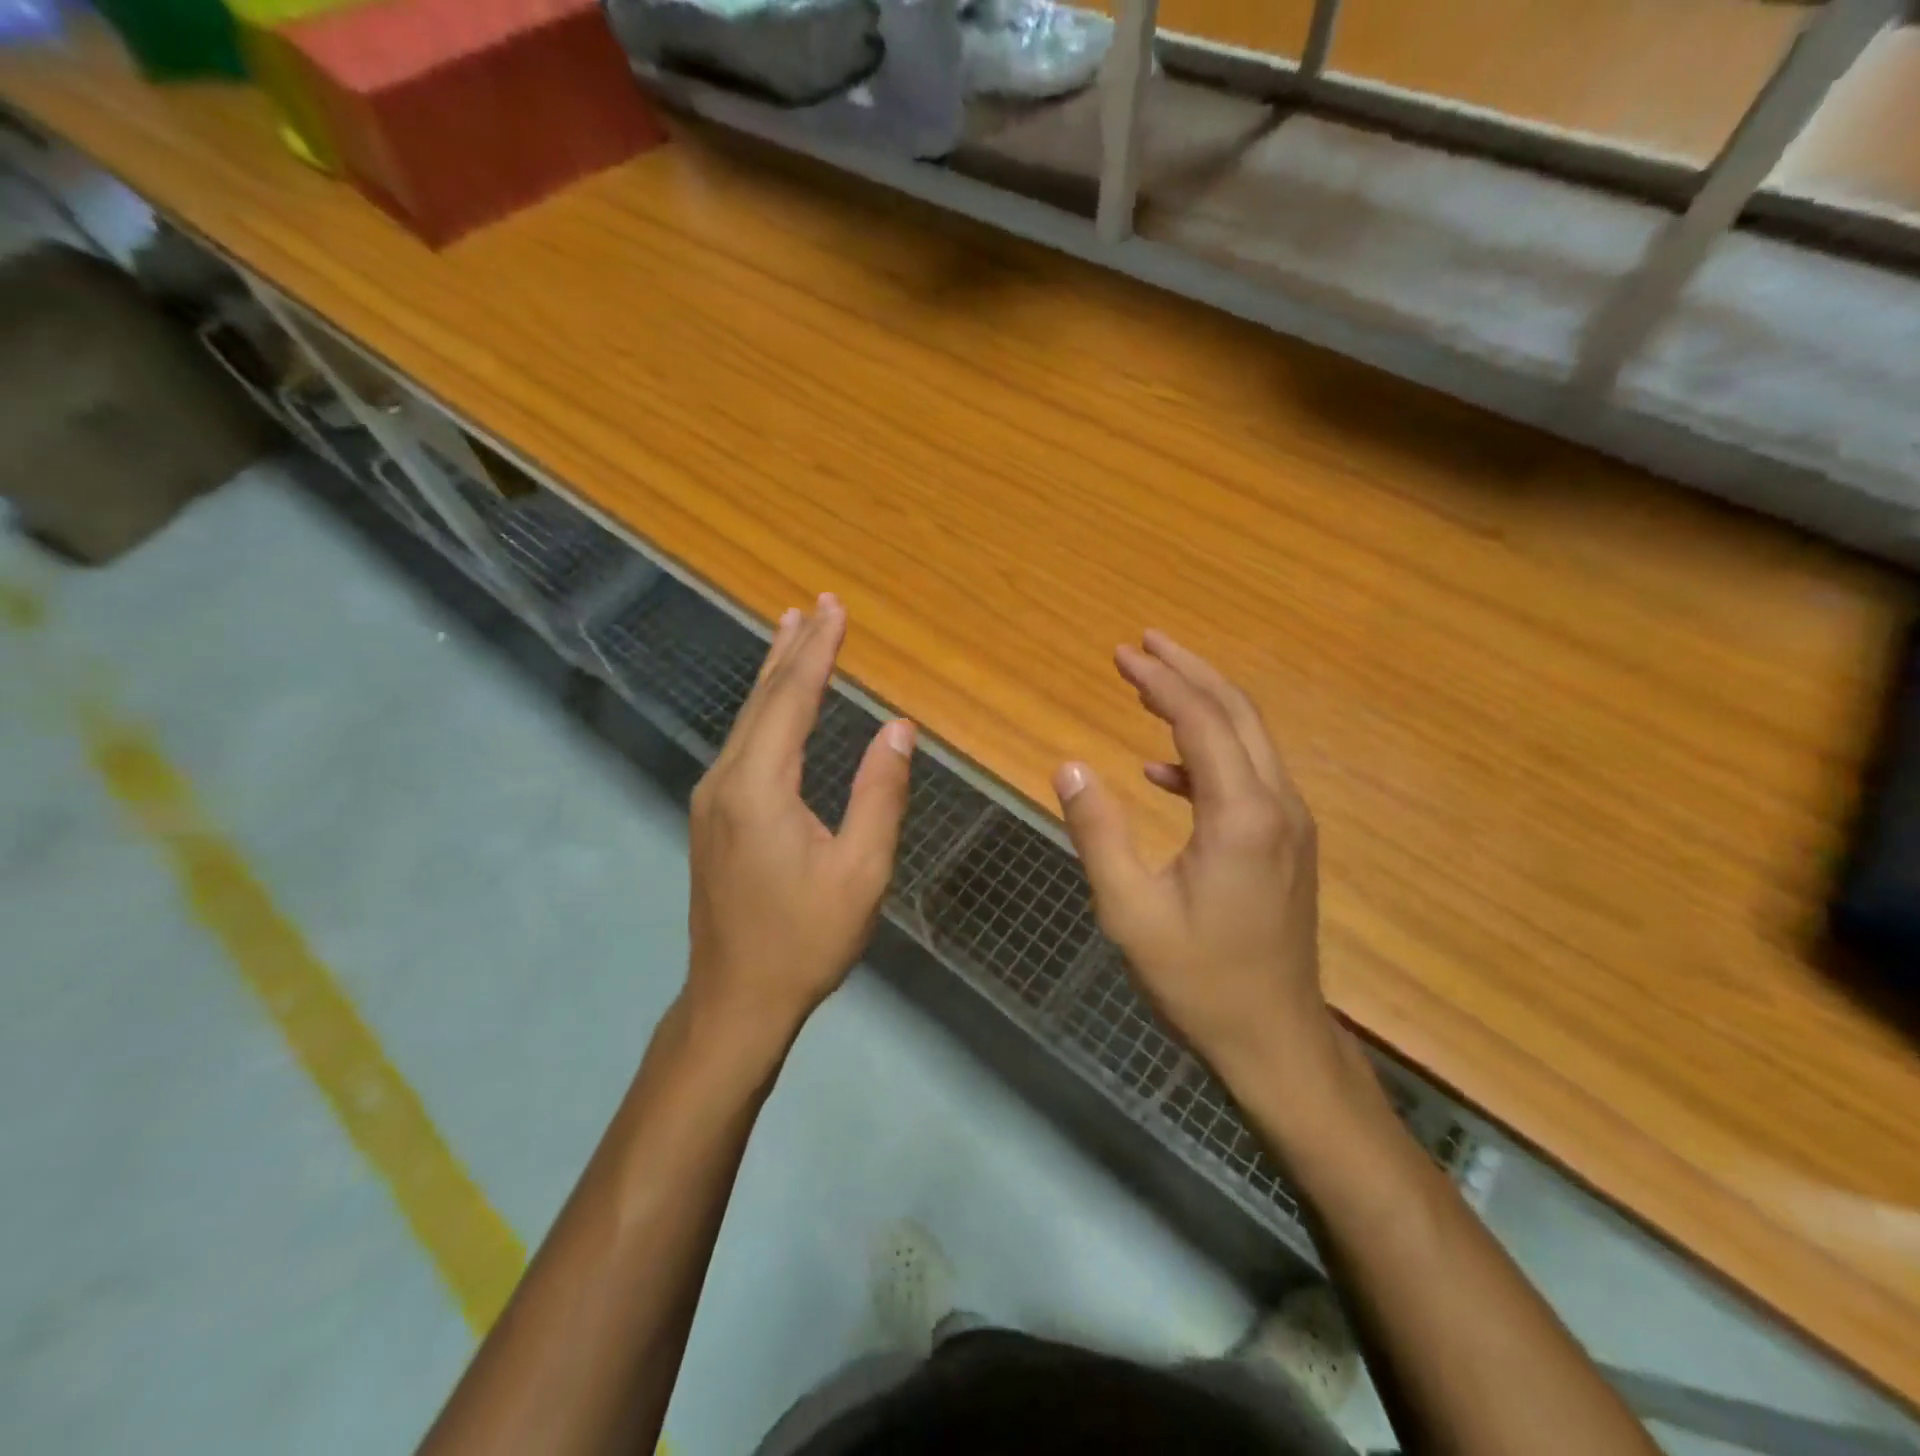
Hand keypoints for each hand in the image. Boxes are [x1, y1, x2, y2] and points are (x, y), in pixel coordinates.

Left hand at [685, 594, 914, 1053]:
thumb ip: (880, 793)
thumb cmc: (806, 939)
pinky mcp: (712, 815)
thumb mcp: (861, 871)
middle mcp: (726, 780)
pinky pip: (742, 743)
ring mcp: (711, 797)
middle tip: (815, 604)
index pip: (792, 699)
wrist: (735, 999)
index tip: (835, 610)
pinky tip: (776, 703)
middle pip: (763, 698)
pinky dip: (765, 708)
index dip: (818, 651)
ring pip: (747, 718)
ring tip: (791, 631)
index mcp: (760, 787)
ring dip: (774, 673)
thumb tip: (899, 728)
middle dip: (792, 648)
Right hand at [1053, 631, 1335, 1088]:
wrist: (1274, 1039)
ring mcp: (1290, 823)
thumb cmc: (1198, 978)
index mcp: (1241, 815)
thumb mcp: (1130, 909)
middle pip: (1237, 712)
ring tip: (1150, 686)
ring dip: (1201, 705)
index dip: (1160, 680)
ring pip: (1249, 739)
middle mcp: (1277, 805)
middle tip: (1144, 643)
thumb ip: (1098, 830)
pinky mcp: (1286, 843)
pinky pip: (1247, 776)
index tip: (1122, 654)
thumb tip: (1068, 765)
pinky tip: (1162, 772)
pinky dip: (1205, 756)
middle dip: (1188, 671)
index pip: (1201, 720)